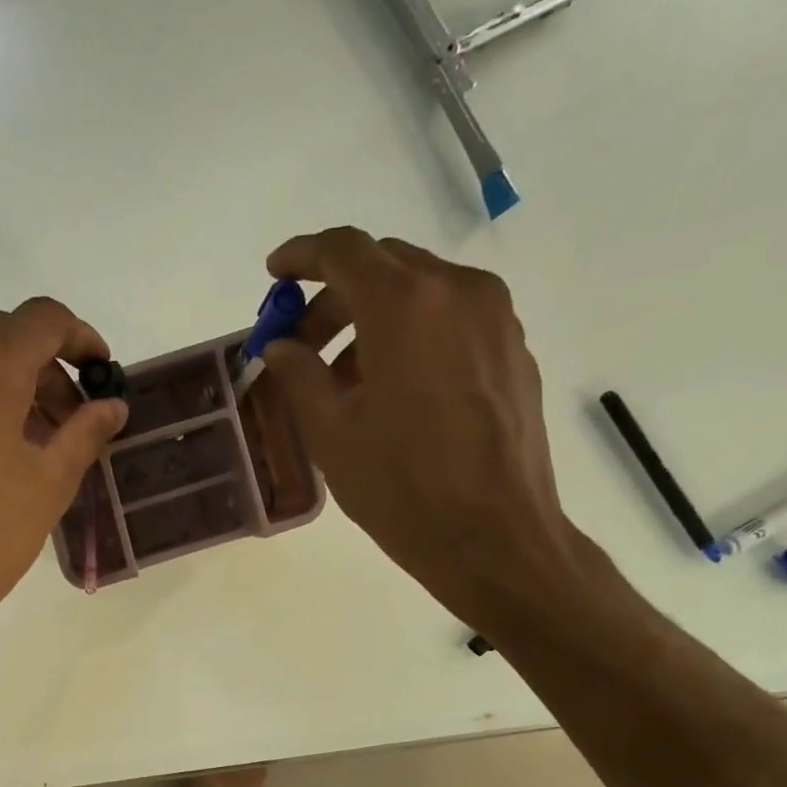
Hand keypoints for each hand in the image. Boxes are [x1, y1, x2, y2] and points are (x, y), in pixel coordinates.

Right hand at [256, 228, 583, 620]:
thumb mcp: (332, 434)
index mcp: (404, 305)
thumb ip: (299, 377)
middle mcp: (456, 291)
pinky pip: (450, 319)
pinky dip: (410, 335)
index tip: (274, 275)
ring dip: (371, 320)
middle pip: (383, 267)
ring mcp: (494, 318)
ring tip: (342, 382)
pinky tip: (391, 391)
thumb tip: (280, 347)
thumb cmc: (401, 488)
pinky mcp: (512, 348)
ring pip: (419, 292)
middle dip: (333, 299)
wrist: (493, 535)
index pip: (344, 251)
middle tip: (300, 349)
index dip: (301, 256)